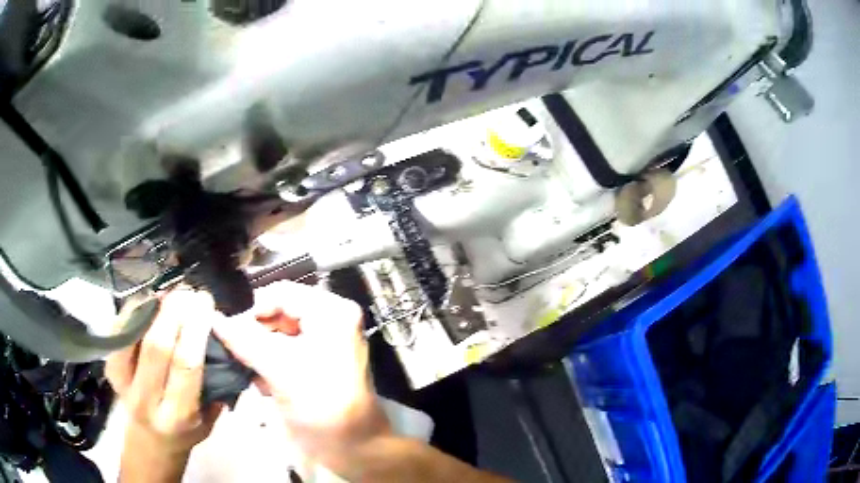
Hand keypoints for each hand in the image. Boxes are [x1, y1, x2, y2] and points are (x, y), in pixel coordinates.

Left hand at [106, 290, 223, 481]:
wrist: (151, 441)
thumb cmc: (186, 432)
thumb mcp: (209, 419)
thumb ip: (214, 385)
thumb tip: (219, 337)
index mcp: (177, 415)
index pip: (185, 366)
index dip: (195, 329)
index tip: (205, 302)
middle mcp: (147, 400)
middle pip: (156, 346)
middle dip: (173, 311)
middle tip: (187, 292)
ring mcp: (123, 383)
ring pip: (133, 335)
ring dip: (151, 307)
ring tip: (168, 293)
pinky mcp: (109, 370)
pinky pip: (119, 332)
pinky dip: (134, 312)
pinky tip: (148, 302)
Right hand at [212, 281, 390, 464]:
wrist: (354, 447)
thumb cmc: (322, 406)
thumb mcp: (279, 370)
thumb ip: (244, 341)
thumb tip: (214, 319)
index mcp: (331, 312)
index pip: (281, 292)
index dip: (253, 310)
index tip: (232, 332)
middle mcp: (330, 320)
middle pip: (279, 313)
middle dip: (256, 335)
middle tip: (240, 356)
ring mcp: (325, 343)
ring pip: (279, 335)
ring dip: (261, 353)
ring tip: (254, 374)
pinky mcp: (318, 364)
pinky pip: (286, 353)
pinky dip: (271, 365)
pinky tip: (265, 385)